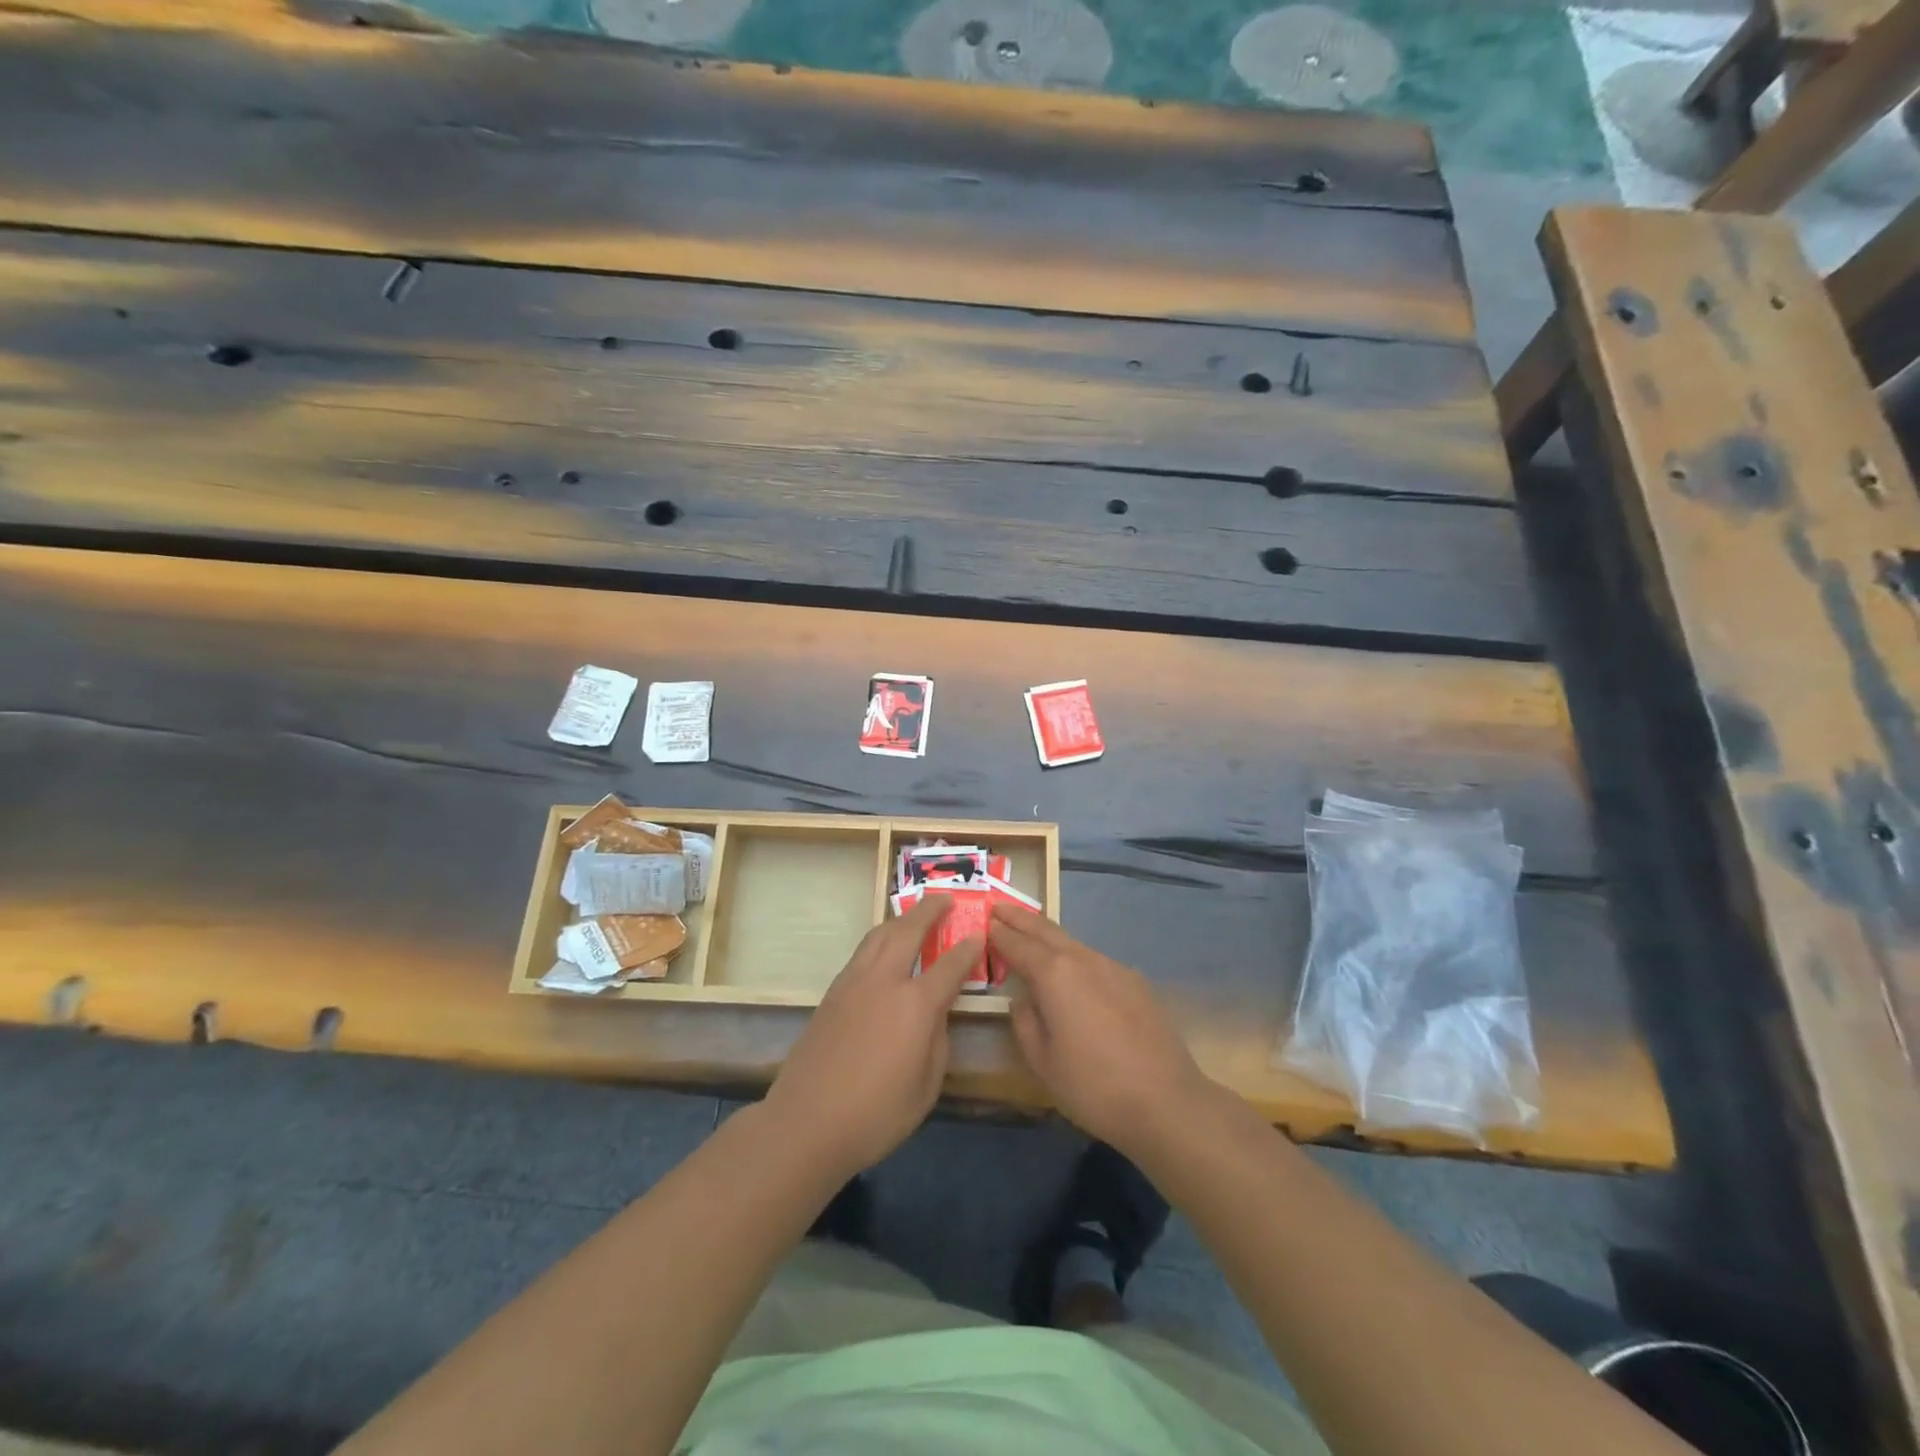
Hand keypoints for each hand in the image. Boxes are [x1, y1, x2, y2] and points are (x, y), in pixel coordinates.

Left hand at [764, 896, 983, 1182]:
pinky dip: (880, 940)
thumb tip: (936, 1013)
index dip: (968, 948)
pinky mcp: (832, 993)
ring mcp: (853, 983)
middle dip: (929, 910)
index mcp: (915, 1005)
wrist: (806, 1123)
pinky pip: (862, 953)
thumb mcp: (926, 1086)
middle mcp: (885, 981)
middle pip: (908, 931)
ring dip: (900, 919)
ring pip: (879, 935)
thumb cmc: (876, 1115)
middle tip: (945, 899)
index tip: (979, 934)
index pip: (950, 965)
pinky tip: (885, 950)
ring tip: (914, 915)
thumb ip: (937, 1040)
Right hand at [989, 904, 1214, 1153]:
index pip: (1018, 945)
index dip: (999, 934)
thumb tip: (1023, 1000)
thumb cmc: (1093, 1086)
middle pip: (1046, 930)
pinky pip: (1095, 960)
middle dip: (1021, 918)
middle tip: (1000, 907)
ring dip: (1049, 935)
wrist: (1166, 1101)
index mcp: (1054, 975)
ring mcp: (1114, 968)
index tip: (985, 922)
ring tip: (1032, 934)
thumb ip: (1026, 1023)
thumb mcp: (1043, 1062)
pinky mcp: (1135, 982)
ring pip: (1073, 942)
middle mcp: (1083, 960)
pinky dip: (1075, 956)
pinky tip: (1073, 970)